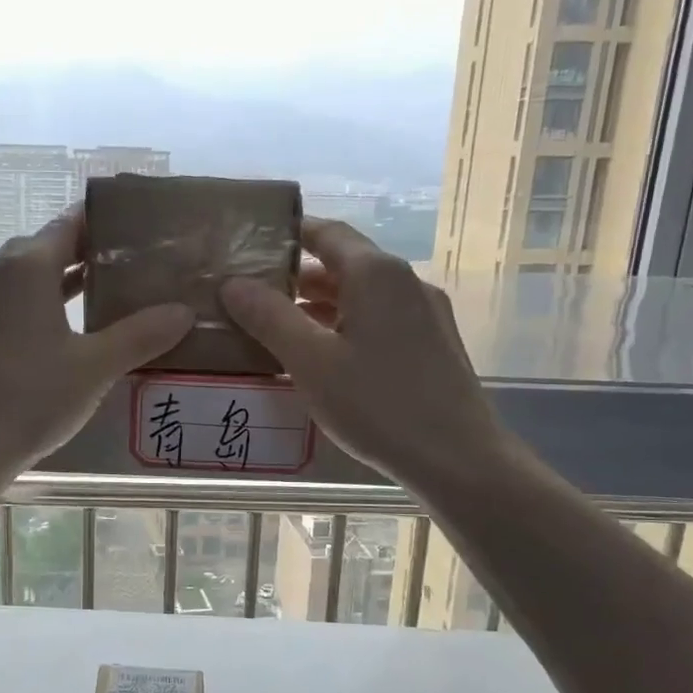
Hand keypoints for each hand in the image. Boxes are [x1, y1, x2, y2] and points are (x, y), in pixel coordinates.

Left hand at [0, 209, 193, 475]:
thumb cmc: (32, 398)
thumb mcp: (96, 366)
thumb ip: (141, 335)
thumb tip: (184, 312)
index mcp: (26, 268)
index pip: (70, 223)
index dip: (105, 221)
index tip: (140, 227)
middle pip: (47, 246)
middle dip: (88, 250)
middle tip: (133, 262)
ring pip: (29, 276)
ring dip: (65, 278)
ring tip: (109, 291)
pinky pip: (14, 302)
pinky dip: (44, 303)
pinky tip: (70, 329)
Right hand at [220, 218, 516, 493]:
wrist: (459, 460)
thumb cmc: (378, 405)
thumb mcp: (310, 362)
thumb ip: (269, 318)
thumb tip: (233, 283)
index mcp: (376, 274)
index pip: (327, 232)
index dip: (288, 234)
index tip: (250, 243)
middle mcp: (406, 282)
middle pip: (345, 263)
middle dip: (297, 276)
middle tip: (252, 293)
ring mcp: (425, 313)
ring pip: (362, 295)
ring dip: (319, 305)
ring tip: (276, 327)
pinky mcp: (433, 344)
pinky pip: (380, 319)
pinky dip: (345, 325)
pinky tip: (322, 357)